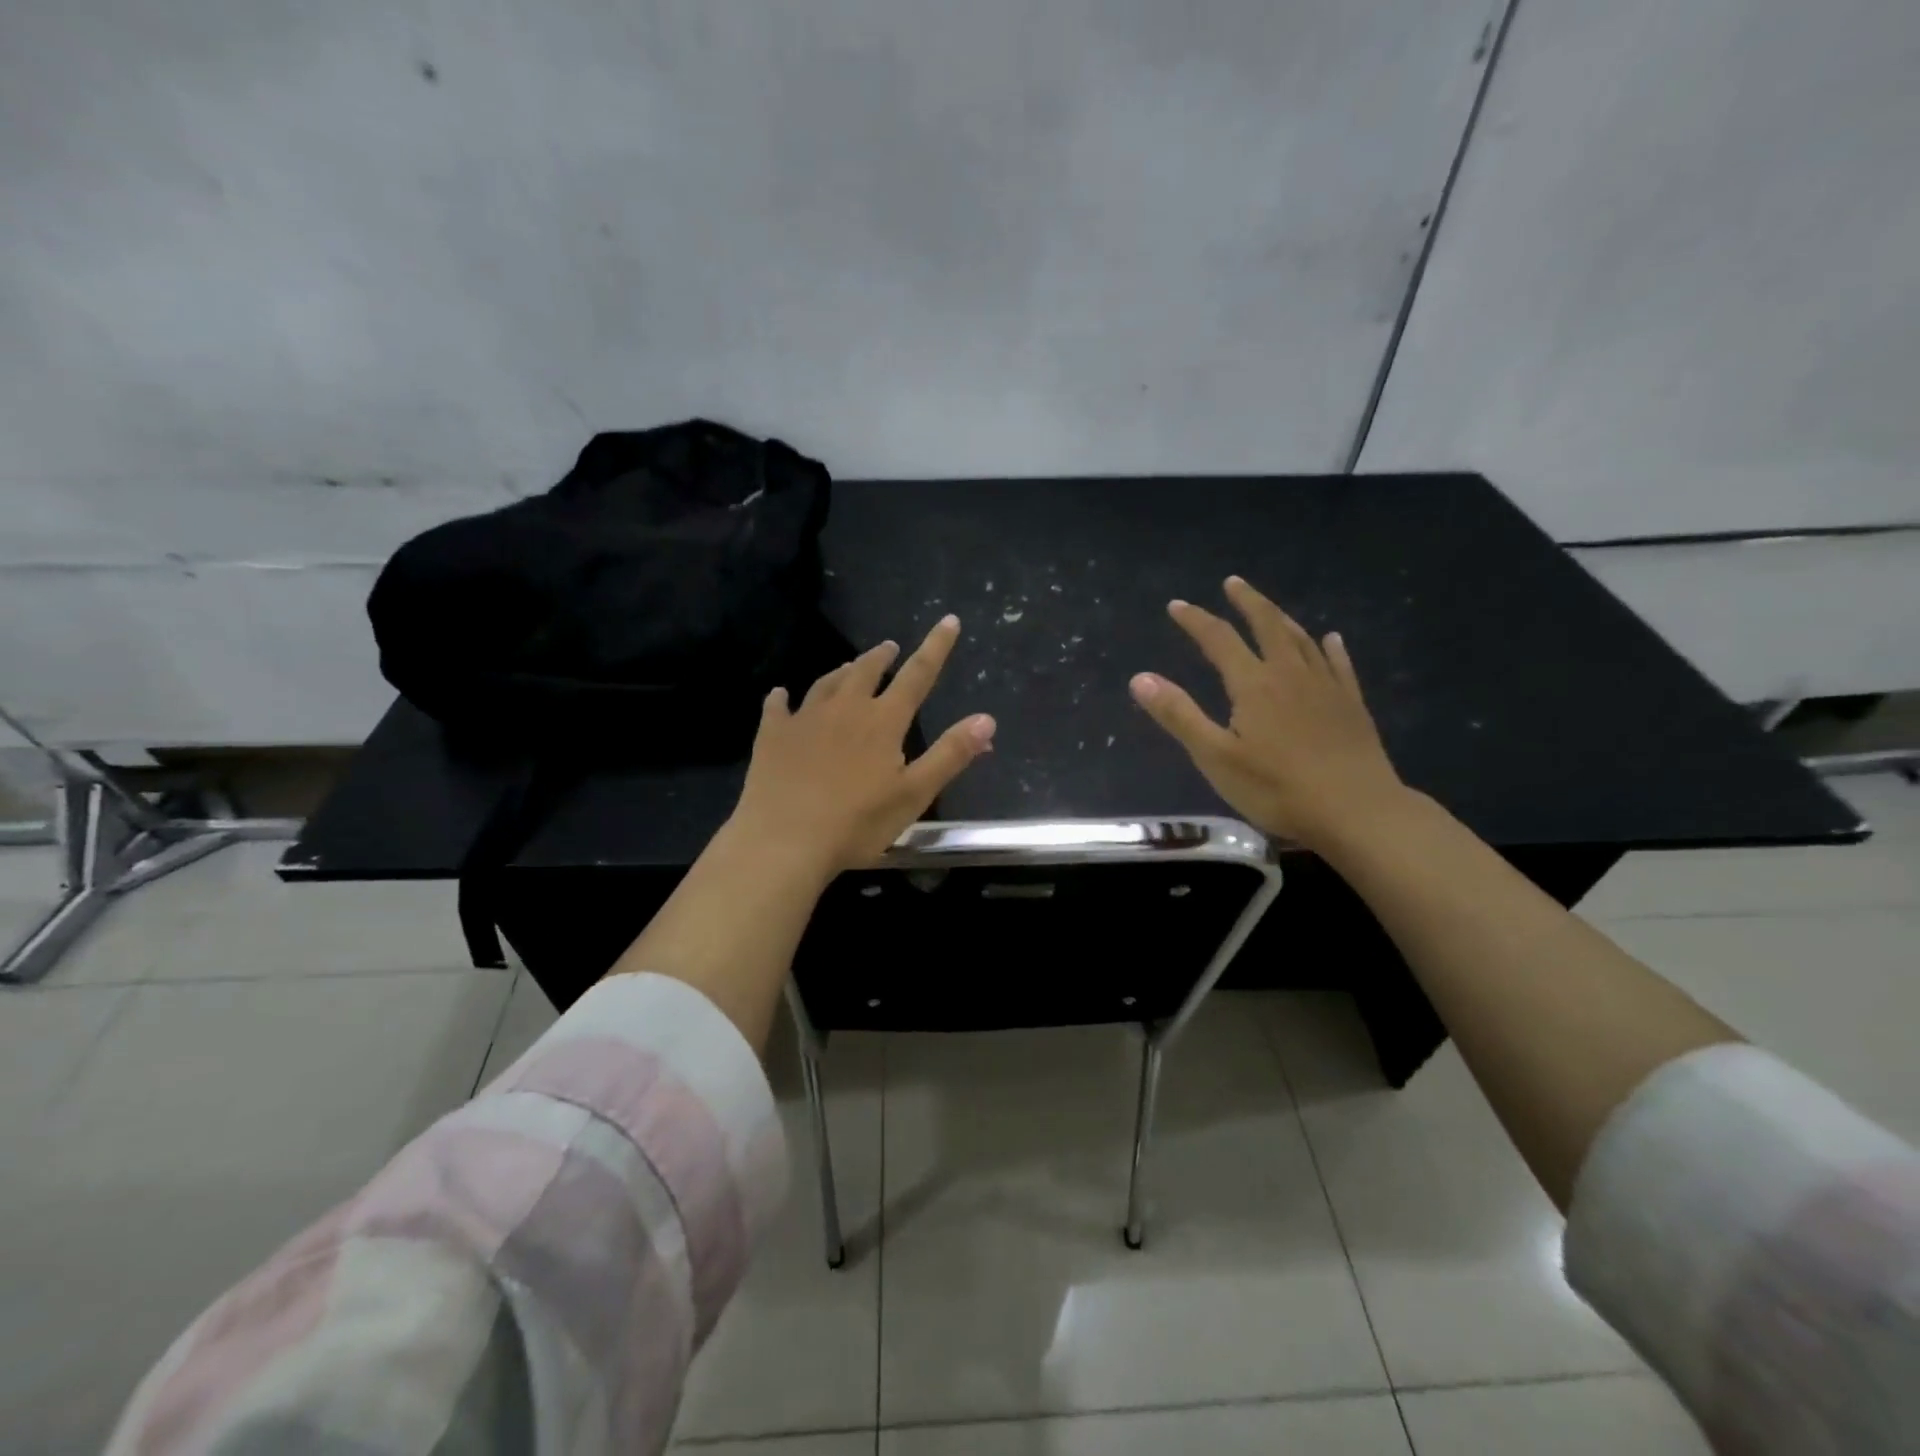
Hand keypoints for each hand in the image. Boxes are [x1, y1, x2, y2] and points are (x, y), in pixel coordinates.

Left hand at [729, 614, 996, 873]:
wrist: (784, 841)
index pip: (917, 675)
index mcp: (882, 722)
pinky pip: (778, 708)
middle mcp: (844, 709)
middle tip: (890, 647)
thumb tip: (987, 719)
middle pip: (866, 671)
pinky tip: (781, 695)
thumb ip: (951, 754)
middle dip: (882, 656)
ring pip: (826, 683)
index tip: (948, 620)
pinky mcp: (772, 736)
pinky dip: (783, 698)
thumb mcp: (914, 794)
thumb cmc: (857, 823)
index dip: (936, 647)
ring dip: (842, 671)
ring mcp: (804, 719)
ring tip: (850, 666)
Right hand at [1129, 576, 1408, 851]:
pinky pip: (1339, 664)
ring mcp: (1326, 687)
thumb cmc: (1277, 788)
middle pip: (1267, 625)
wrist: (1357, 810)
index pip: (1218, 639)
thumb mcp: (1215, 757)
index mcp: (1253, 684)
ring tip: (1268, 607)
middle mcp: (1290, 674)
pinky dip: (1330, 647)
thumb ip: (1179, 715)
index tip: (1176, 606)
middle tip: (1232, 582)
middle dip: (1246, 602)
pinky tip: (1330, 639)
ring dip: (1281, 618)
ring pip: (1301, 640)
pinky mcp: (1352, 705)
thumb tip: (1139, 678)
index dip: (1195, 620)